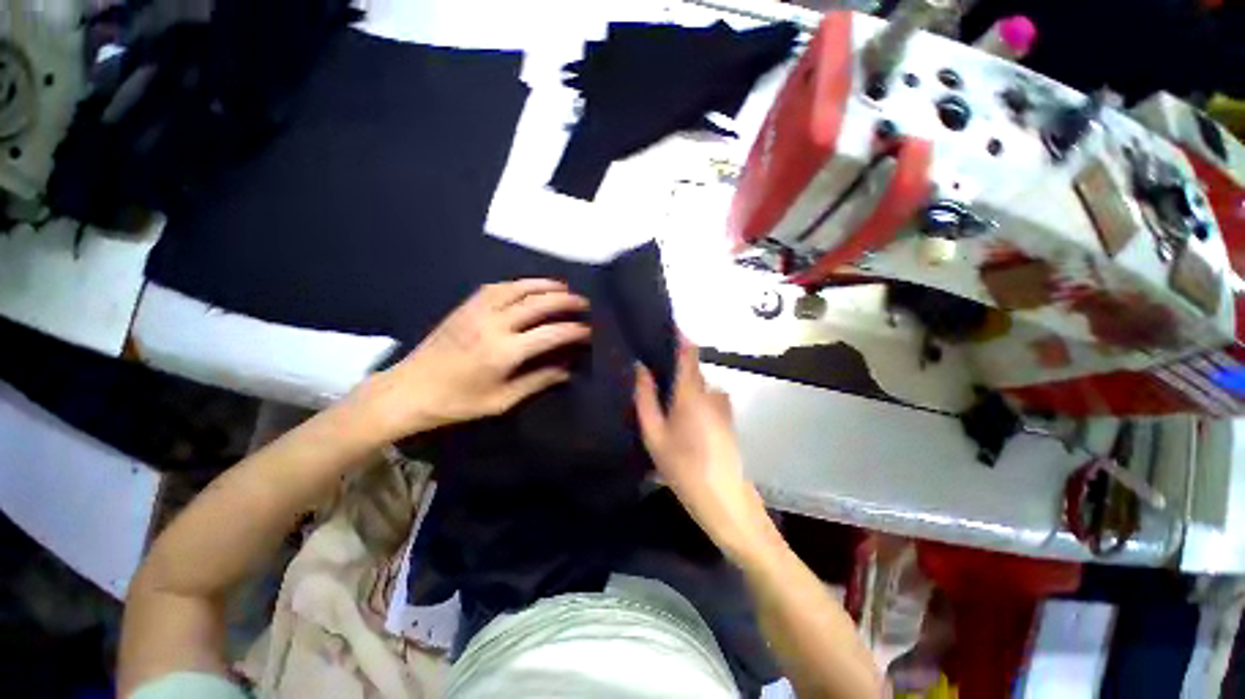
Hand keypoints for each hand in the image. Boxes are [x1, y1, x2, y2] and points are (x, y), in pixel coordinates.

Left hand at [363, 279, 589, 438]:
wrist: (408, 390)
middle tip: (583, 302)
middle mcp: (493, 324)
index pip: (550, 334)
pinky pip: (497, 287)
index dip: (573, 331)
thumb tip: (566, 371)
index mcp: (504, 352)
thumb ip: (537, 382)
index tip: (588, 331)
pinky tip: (528, 286)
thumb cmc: (456, 402)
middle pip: (537, 304)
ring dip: (544, 285)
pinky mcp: (465, 307)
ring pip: (518, 288)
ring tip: (563, 287)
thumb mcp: (501, 401)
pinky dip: (519, 284)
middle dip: (565, 301)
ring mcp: (477, 311)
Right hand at [634, 342, 776, 562]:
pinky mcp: (727, 417)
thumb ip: (646, 398)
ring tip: (661, 399)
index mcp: (693, 390)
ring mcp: (723, 404)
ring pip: (697, 385)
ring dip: (681, 387)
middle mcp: (711, 390)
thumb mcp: (654, 435)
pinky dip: (691, 399)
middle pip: (690, 368)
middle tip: (648, 372)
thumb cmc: (684, 468)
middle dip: (671, 366)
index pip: (688, 350)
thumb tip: (640, 367)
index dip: (677, 334)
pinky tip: (680, 418)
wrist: (726, 502)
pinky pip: (705, 398)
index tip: (660, 325)